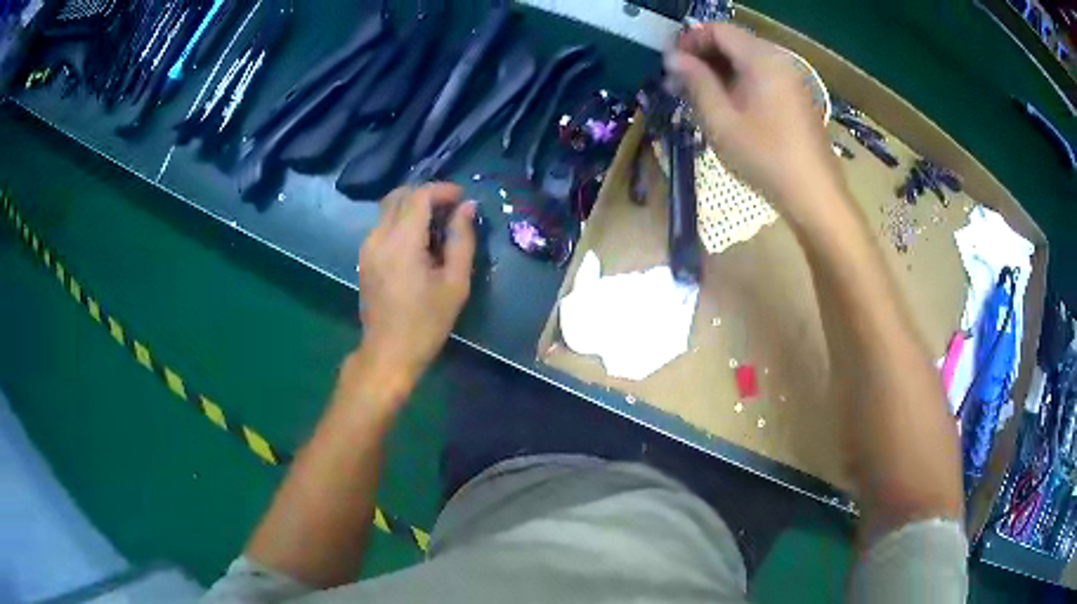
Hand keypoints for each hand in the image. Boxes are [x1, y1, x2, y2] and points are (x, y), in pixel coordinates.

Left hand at [353, 184, 475, 403]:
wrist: (388, 352)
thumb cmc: (426, 323)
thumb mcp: (455, 283)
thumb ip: (462, 240)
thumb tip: (467, 208)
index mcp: (401, 242)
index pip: (419, 196)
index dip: (442, 190)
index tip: (462, 198)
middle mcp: (378, 236)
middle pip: (399, 195)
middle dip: (427, 194)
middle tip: (451, 208)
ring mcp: (367, 246)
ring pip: (388, 207)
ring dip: (413, 206)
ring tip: (437, 224)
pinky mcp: (364, 256)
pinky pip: (383, 224)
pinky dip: (402, 220)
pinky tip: (419, 240)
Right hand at [664, 24, 844, 221]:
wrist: (815, 196)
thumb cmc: (765, 158)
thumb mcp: (721, 121)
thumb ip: (696, 82)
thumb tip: (673, 58)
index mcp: (762, 59)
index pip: (718, 30)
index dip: (690, 41)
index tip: (670, 65)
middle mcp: (779, 60)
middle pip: (733, 43)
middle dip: (703, 57)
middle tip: (678, 84)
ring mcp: (791, 79)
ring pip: (747, 61)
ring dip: (719, 72)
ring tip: (697, 98)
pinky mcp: (796, 98)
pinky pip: (761, 77)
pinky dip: (739, 83)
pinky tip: (726, 108)